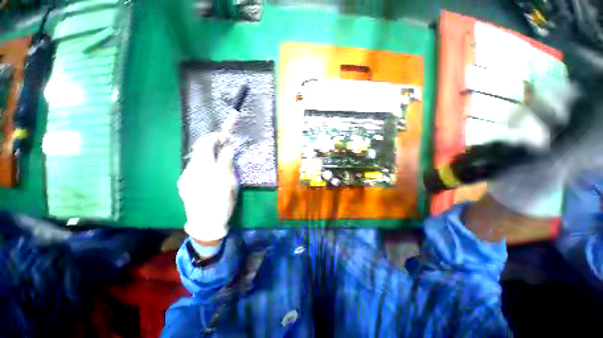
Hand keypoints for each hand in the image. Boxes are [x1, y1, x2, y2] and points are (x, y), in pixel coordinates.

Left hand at [178, 134, 237, 242]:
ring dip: (208, 155)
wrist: (205, 224)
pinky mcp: (184, 183)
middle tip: (224, 148)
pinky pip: (194, 168)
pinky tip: (210, 173)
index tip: (225, 138)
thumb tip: (227, 148)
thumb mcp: (228, 183)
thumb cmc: (221, 203)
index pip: (205, 144)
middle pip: (199, 150)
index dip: (215, 137)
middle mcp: (191, 170)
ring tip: (219, 160)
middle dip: (211, 145)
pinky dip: (204, 164)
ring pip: (196, 159)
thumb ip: (227, 164)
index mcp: (203, 168)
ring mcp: (185, 177)